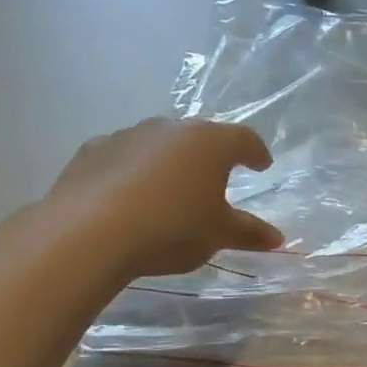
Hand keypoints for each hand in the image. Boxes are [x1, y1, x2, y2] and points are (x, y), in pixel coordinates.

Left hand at [46, 117, 282, 281]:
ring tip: (170, 191)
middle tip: (215, 179)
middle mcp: (170, 128)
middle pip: (199, 137)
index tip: (261, 165)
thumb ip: (248, 232)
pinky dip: (132, 171)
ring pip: (158, 144)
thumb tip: (276, 237)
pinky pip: (123, 157)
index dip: (256, 152)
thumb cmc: (171, 228)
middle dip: (209, 156)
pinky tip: (128, 196)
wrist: (89, 234)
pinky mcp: (91, 150)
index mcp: (210, 142)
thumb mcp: (217, 234)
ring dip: (169, 162)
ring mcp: (127, 135)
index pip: (244, 139)